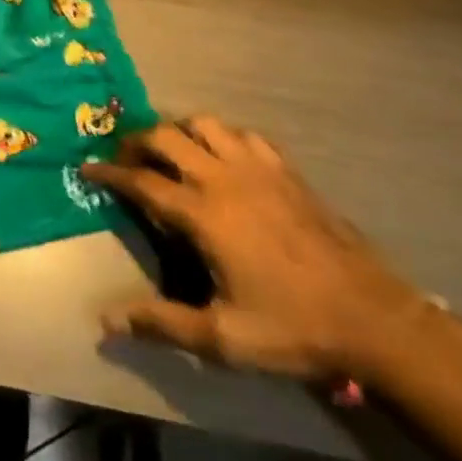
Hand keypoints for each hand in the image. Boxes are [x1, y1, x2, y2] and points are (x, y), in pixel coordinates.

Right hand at [84, 117, 425, 381]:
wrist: (375, 320)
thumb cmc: (293, 328)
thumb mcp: (224, 337)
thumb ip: (162, 322)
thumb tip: (104, 320)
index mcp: (203, 213)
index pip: (141, 179)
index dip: (108, 172)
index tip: (86, 169)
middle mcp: (224, 178)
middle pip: (166, 136)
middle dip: (137, 140)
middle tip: (125, 158)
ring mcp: (258, 169)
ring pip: (205, 123)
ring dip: (178, 129)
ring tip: (170, 151)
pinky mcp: (287, 171)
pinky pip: (244, 134)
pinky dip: (222, 136)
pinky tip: (223, 158)